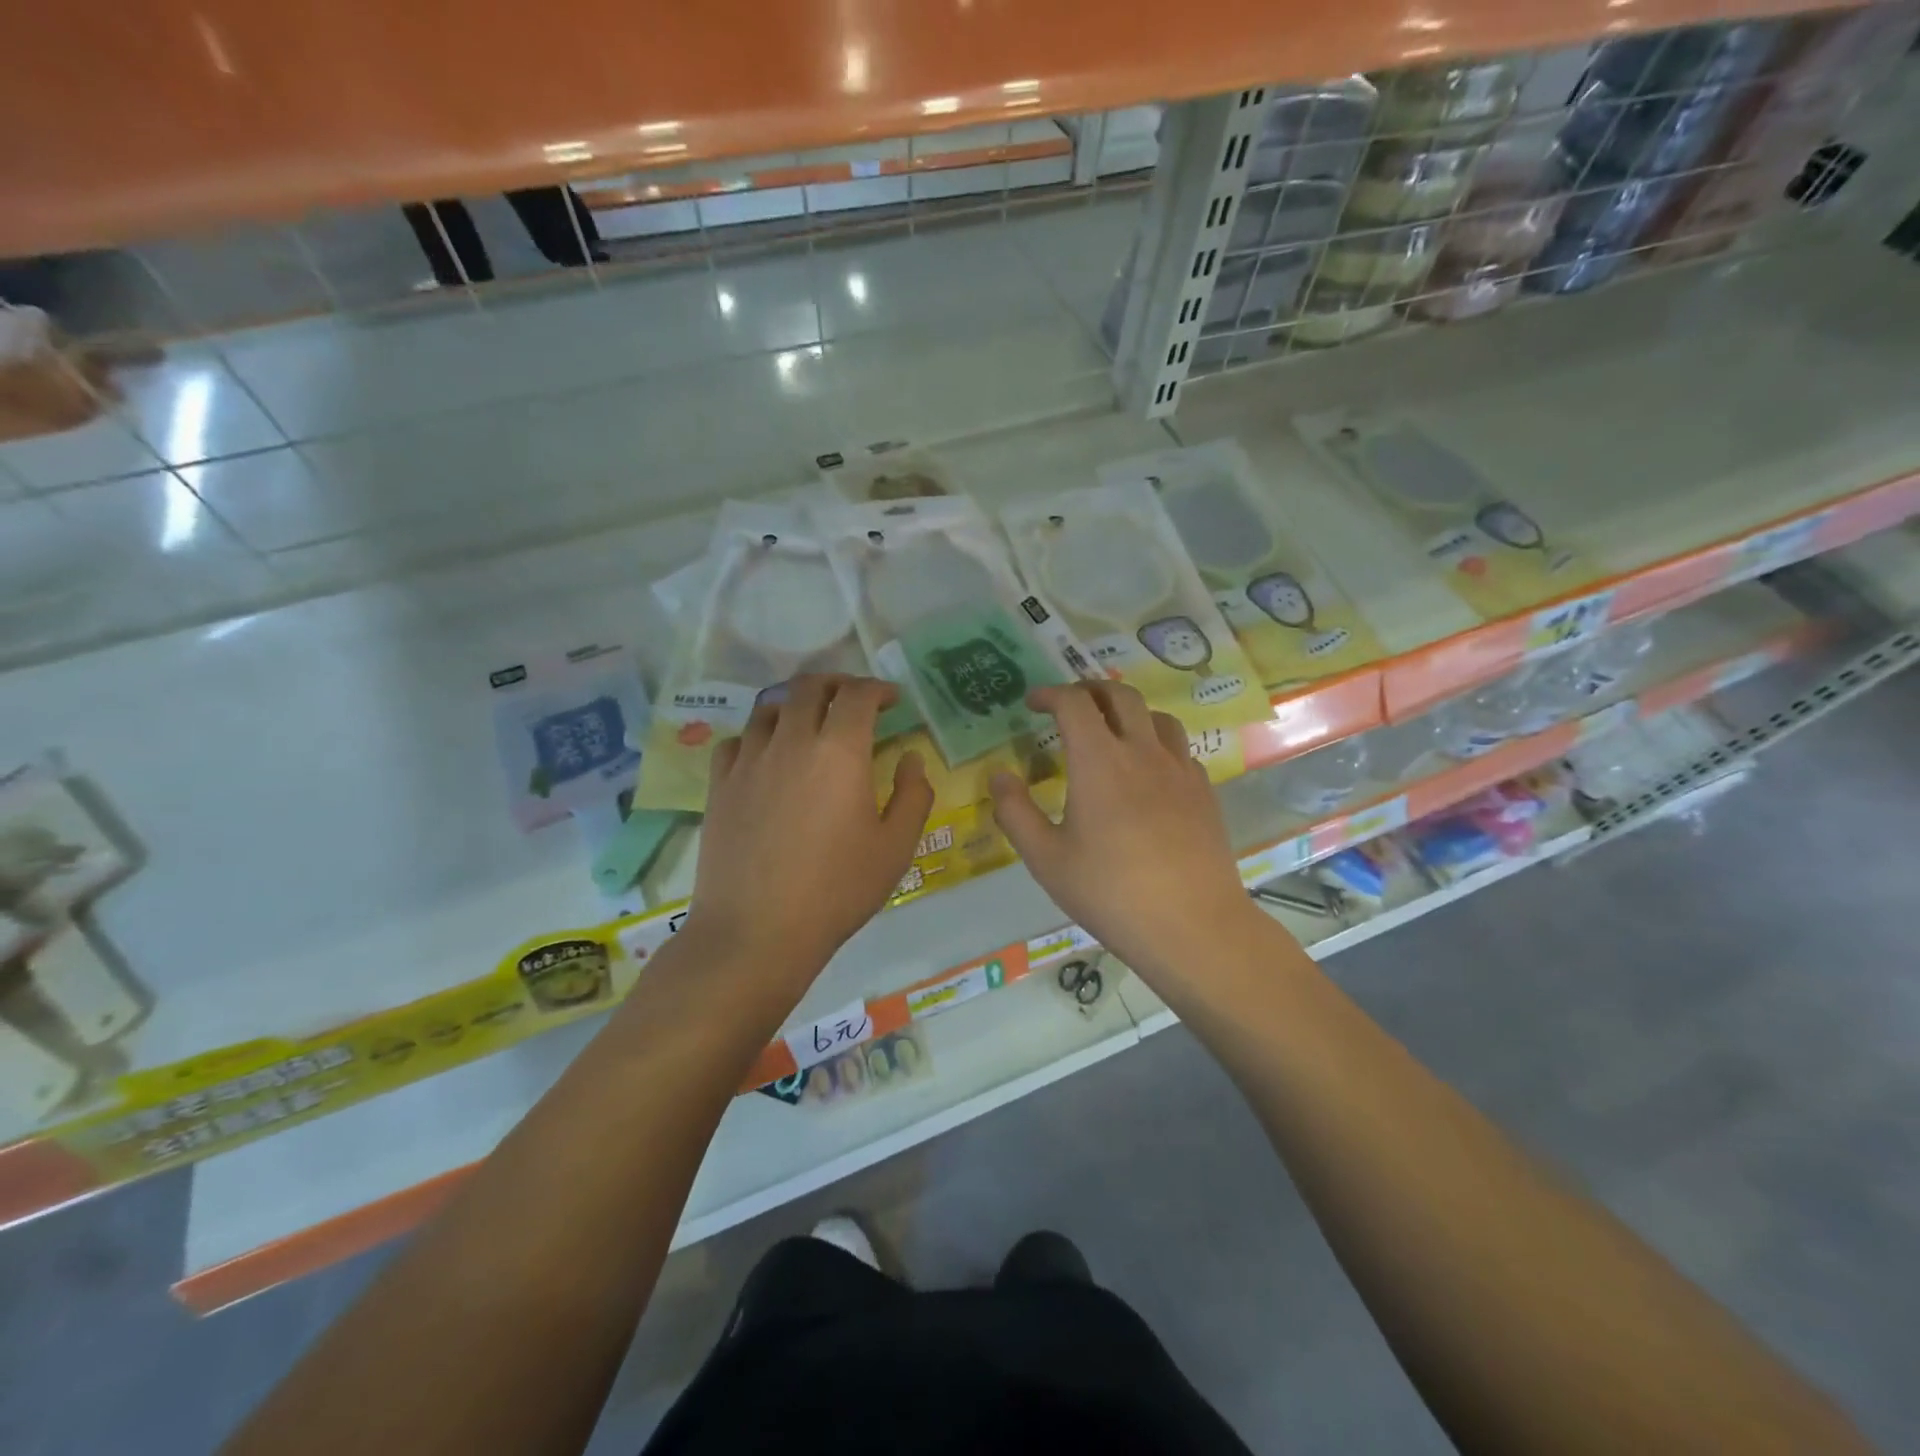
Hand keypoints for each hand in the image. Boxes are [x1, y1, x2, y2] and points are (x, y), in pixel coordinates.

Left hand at [684, 675, 934, 990]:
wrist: (757, 931)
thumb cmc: (837, 890)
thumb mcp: (895, 848)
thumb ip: (913, 795)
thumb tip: (911, 759)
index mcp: (839, 751)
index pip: (857, 695)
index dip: (878, 689)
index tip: (891, 700)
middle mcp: (791, 741)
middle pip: (808, 687)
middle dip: (836, 684)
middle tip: (853, 699)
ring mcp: (749, 761)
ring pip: (769, 707)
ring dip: (795, 704)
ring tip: (809, 721)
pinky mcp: (720, 785)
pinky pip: (738, 740)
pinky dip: (759, 735)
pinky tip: (767, 755)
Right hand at [989, 682, 1261, 981]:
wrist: (1192, 926)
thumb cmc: (1110, 893)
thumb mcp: (1046, 859)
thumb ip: (1015, 812)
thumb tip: (999, 775)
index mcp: (1099, 761)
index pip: (1074, 703)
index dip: (1051, 694)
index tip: (1033, 703)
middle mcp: (1143, 752)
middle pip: (1120, 695)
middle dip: (1090, 689)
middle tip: (1070, 704)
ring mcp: (1180, 770)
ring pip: (1157, 716)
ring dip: (1128, 711)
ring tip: (1111, 731)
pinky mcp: (1204, 792)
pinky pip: (1179, 749)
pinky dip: (1157, 744)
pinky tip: (1148, 773)